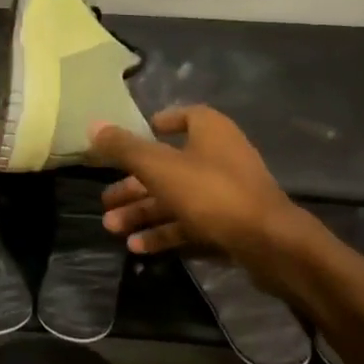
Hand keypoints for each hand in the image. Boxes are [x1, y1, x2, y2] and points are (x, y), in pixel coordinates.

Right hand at [87, 106, 295, 261]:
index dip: (154, 126)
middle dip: (134, 184)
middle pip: (168, 165)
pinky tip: (136, 247)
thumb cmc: (211, 192)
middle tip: (105, 201)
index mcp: (209, 130)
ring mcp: (226, 191)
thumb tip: (93, 125)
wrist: (269, 243)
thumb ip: (124, 147)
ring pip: (176, 197)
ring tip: (111, 228)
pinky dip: (164, 232)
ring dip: (142, 212)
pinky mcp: (230, 223)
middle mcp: (219, 155)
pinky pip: (190, 222)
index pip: (181, 117)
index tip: (128, 142)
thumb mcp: (159, 167)